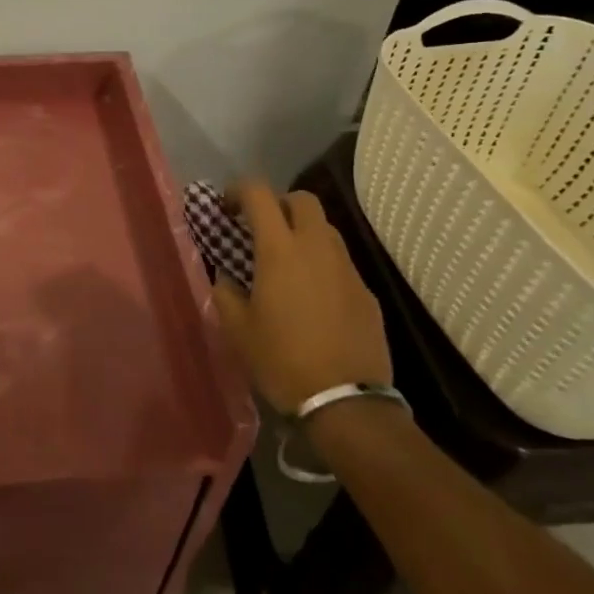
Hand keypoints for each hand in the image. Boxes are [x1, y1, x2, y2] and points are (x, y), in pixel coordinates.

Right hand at [212, 180, 391, 413]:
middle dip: (280, 204)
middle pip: (303, 200)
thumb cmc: (282, 361)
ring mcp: (347, 269)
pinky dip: (323, 265)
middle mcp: (317, 248)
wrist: (346, 402)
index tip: (227, 207)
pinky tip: (313, 298)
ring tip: (287, 263)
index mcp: (280, 250)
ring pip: (326, 229)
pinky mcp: (367, 293)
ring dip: (304, 233)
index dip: (239, 191)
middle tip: (262, 228)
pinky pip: (341, 263)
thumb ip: (226, 292)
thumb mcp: (238, 330)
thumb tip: (226, 276)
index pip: (259, 195)